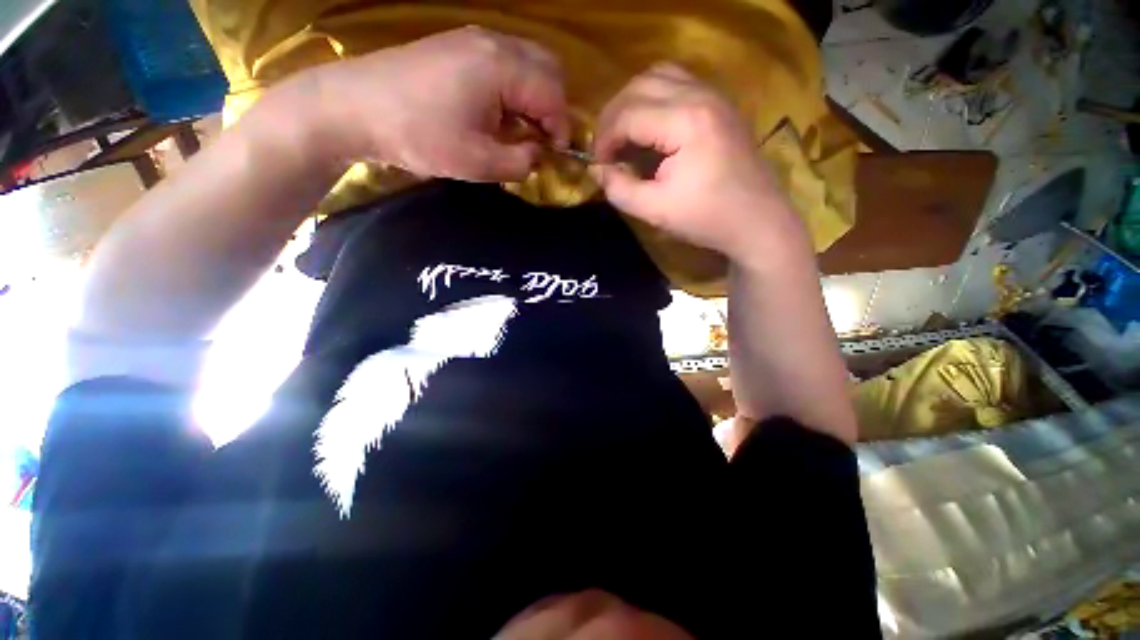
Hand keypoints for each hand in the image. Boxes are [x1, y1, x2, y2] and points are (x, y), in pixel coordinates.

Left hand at [315, 26, 569, 181]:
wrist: (354, 107)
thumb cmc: (419, 135)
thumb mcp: (478, 162)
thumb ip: (520, 162)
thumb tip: (538, 155)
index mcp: (502, 67)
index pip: (553, 94)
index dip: (562, 128)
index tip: (557, 156)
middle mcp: (494, 42)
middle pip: (548, 68)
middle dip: (554, 107)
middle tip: (542, 140)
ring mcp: (473, 39)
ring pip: (528, 62)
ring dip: (535, 97)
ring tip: (521, 130)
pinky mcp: (458, 46)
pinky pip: (505, 62)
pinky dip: (515, 89)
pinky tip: (498, 113)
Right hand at [592, 64, 800, 260]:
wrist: (756, 221)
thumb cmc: (706, 218)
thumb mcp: (655, 211)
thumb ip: (619, 189)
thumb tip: (597, 169)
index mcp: (686, 121)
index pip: (628, 114)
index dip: (604, 139)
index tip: (598, 165)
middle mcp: (701, 95)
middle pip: (640, 85)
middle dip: (613, 115)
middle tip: (605, 148)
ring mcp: (715, 95)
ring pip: (659, 75)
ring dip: (632, 101)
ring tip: (623, 133)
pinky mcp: (720, 103)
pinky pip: (678, 82)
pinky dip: (654, 97)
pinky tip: (650, 126)